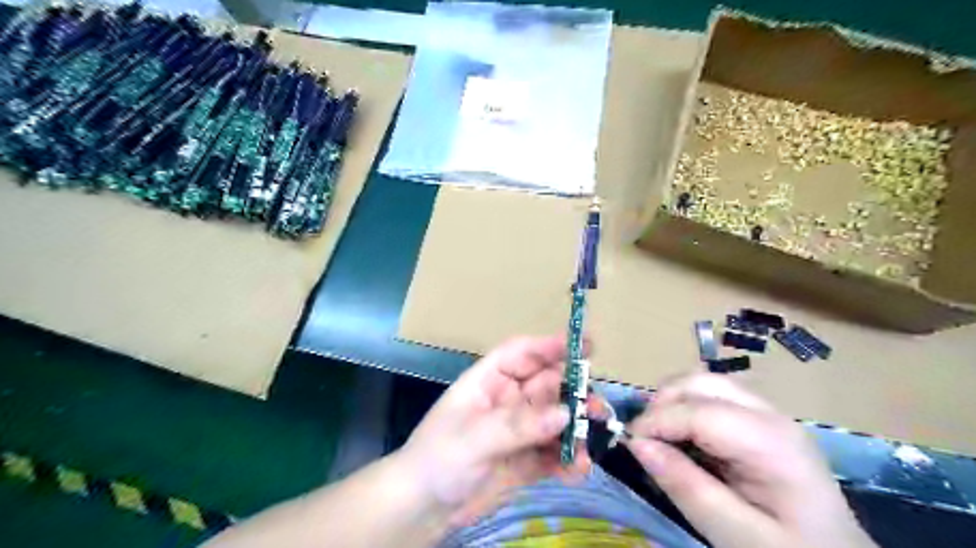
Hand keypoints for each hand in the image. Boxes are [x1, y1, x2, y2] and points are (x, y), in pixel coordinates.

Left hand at [393, 333, 585, 525]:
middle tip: (597, 406)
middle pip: (547, 385)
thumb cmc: (437, 460)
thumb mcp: (473, 438)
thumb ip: (518, 425)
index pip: (521, 353)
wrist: (422, 510)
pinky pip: (554, 453)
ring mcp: (519, 431)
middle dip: (573, 391)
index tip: (583, 347)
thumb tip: (564, 414)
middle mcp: (507, 401)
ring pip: (556, 419)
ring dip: (576, 427)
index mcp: (488, 382)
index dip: (549, 346)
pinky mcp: (527, 460)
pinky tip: (578, 469)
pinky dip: (569, 459)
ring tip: (593, 441)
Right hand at [628, 375, 880, 547]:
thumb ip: (686, 486)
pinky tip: (683, 438)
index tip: (629, 444)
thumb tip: (636, 444)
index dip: (656, 421)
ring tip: (660, 436)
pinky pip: (714, 398)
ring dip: (673, 401)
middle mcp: (771, 415)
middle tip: (644, 439)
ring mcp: (769, 414)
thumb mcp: (735, 534)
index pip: (698, 411)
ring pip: (706, 383)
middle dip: (663, 402)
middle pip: (702, 382)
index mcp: (770, 443)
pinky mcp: (762, 421)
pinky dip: (687, 409)